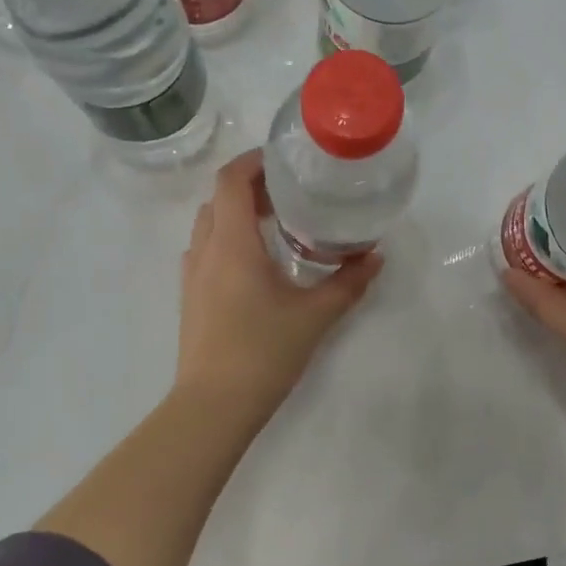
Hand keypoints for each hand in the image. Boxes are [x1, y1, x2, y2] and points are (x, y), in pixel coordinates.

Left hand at [176, 149, 382, 419]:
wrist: (214, 405)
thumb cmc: (264, 352)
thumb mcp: (315, 316)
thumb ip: (348, 283)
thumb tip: (375, 257)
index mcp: (232, 244)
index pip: (231, 181)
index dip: (254, 162)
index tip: (284, 160)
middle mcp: (205, 251)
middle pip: (218, 199)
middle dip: (250, 187)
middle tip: (289, 193)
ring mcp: (192, 275)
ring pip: (208, 225)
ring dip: (236, 214)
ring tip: (275, 224)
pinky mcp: (190, 298)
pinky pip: (205, 251)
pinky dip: (227, 240)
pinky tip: (256, 265)